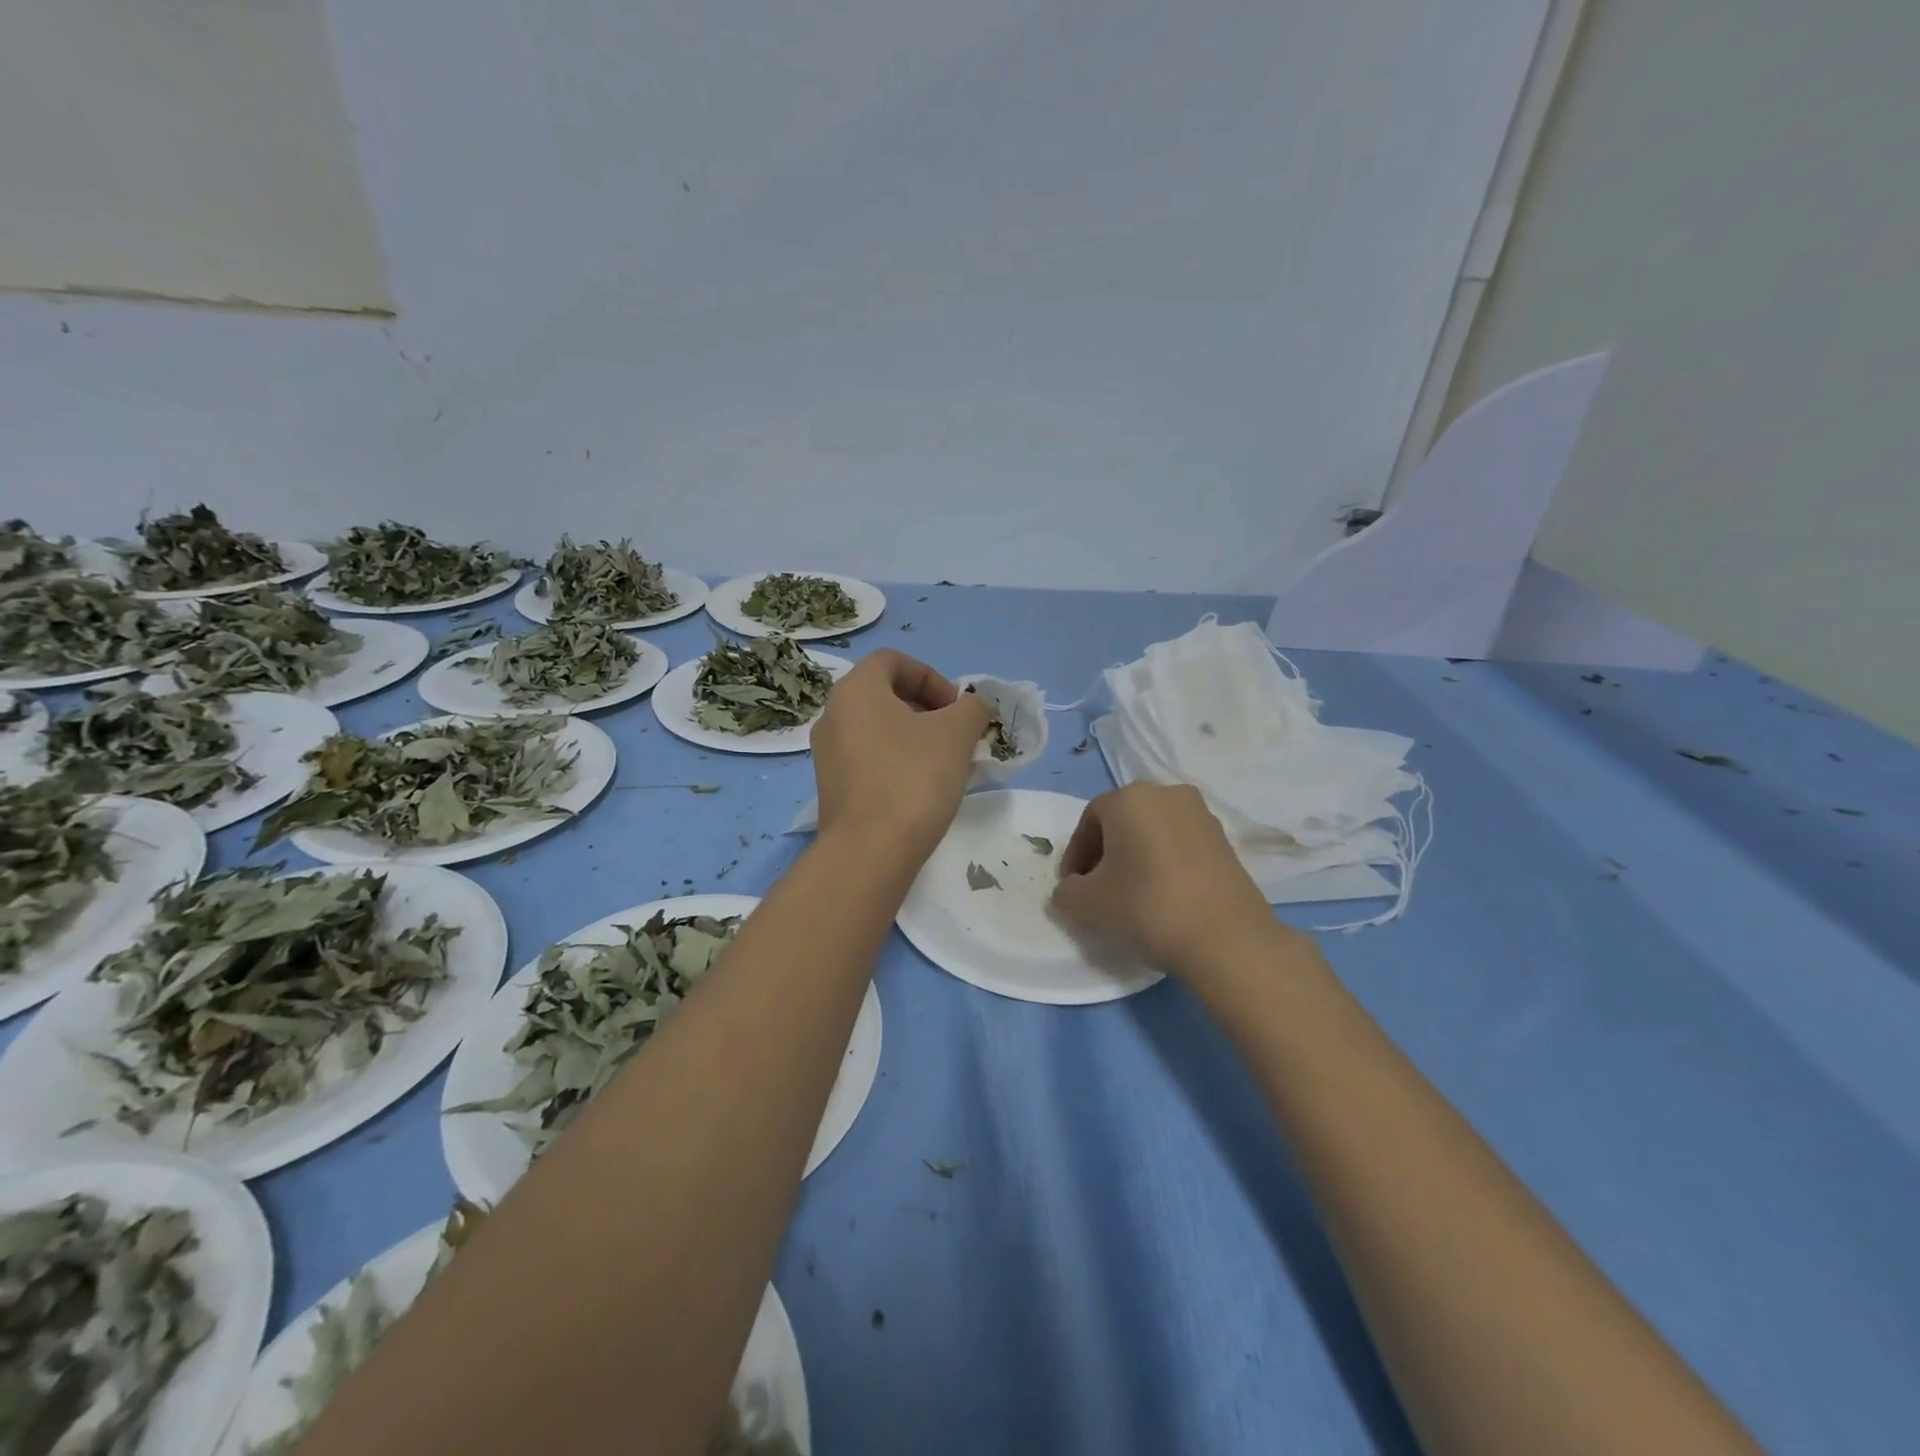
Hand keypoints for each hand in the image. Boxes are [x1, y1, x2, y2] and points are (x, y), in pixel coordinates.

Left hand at [811, 649, 993, 859]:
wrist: (870, 852)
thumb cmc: (913, 778)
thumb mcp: (956, 734)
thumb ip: (972, 708)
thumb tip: (976, 706)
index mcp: (855, 689)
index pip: (893, 660)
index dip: (932, 676)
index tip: (957, 708)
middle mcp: (833, 714)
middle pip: (885, 694)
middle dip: (928, 709)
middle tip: (957, 735)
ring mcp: (828, 753)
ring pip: (879, 729)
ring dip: (915, 737)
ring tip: (946, 764)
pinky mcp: (832, 787)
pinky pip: (869, 758)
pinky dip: (897, 761)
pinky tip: (923, 789)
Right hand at [1051, 783, 1283, 974]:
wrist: (1226, 937)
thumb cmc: (1146, 905)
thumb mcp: (1088, 903)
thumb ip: (1067, 892)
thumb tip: (1072, 889)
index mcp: (1130, 797)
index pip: (1090, 820)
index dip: (1075, 854)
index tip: (1072, 887)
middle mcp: (1167, 794)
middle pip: (1123, 822)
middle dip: (1105, 854)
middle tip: (1097, 889)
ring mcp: (1201, 816)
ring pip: (1153, 833)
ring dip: (1135, 858)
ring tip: (1131, 896)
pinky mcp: (1225, 842)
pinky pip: (1180, 846)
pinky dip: (1164, 864)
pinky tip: (1162, 898)